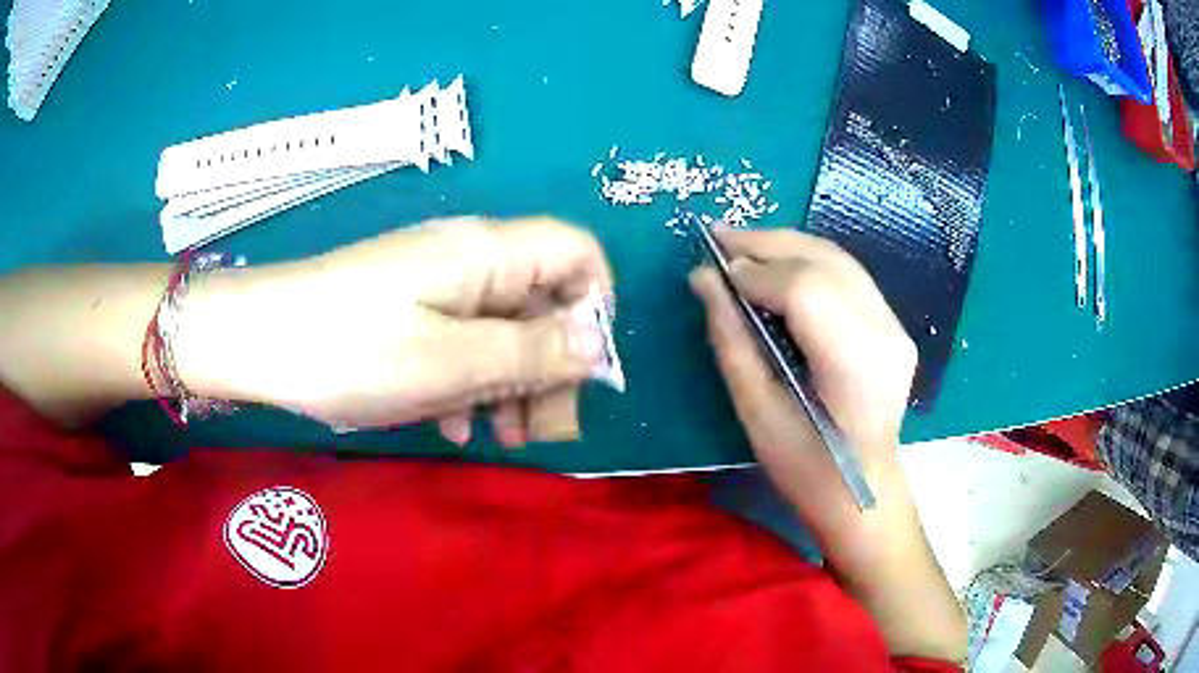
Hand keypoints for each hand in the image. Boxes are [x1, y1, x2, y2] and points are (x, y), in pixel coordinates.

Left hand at [177, 217, 612, 445]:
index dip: (595, 305)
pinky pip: (461, 338)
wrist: (255, 339)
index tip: (584, 370)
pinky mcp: (409, 309)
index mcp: (487, 254)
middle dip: (553, 364)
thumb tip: (599, 344)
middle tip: (545, 431)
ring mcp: (436, 284)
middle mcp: (469, 259)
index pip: (577, 253)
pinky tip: (452, 423)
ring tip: (502, 437)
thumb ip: (532, 352)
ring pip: (502, 326)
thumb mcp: (450, 362)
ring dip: (512, 382)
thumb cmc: (351, 349)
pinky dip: (469, 380)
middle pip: (542, 298)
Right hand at [689, 228, 916, 556]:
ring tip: (741, 245)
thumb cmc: (806, 467)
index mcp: (855, 366)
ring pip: (839, 259)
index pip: (807, 290)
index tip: (715, 270)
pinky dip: (809, 261)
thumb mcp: (756, 411)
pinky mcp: (894, 326)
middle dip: (768, 244)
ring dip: (787, 245)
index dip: (758, 271)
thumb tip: (703, 279)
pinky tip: (779, 265)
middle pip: (825, 261)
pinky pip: (848, 275)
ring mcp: (896, 327)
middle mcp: (885, 334)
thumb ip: (731, 338)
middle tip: (718, 237)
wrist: (864, 490)